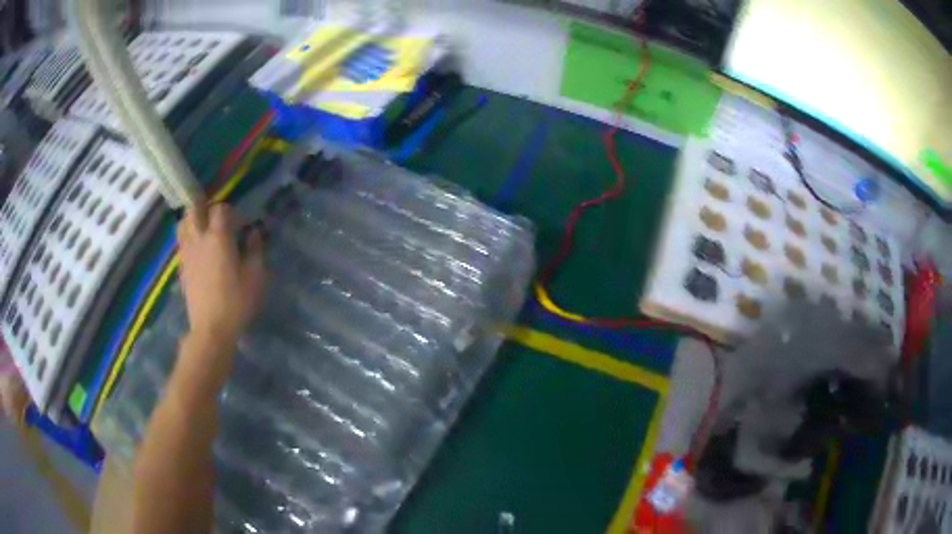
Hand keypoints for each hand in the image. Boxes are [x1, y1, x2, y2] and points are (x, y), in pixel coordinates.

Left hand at [176, 204, 266, 345]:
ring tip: (203, 229)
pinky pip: (181, 242)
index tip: (241, 226)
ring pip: (182, 223)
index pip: (221, 209)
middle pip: (194, 209)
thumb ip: (255, 250)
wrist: (211, 329)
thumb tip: (253, 233)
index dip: (232, 212)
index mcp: (219, 238)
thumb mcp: (256, 277)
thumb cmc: (237, 302)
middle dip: (205, 207)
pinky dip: (188, 238)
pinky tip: (198, 250)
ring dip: (192, 220)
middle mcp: (199, 239)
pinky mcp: (182, 268)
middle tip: (216, 218)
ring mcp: (187, 253)